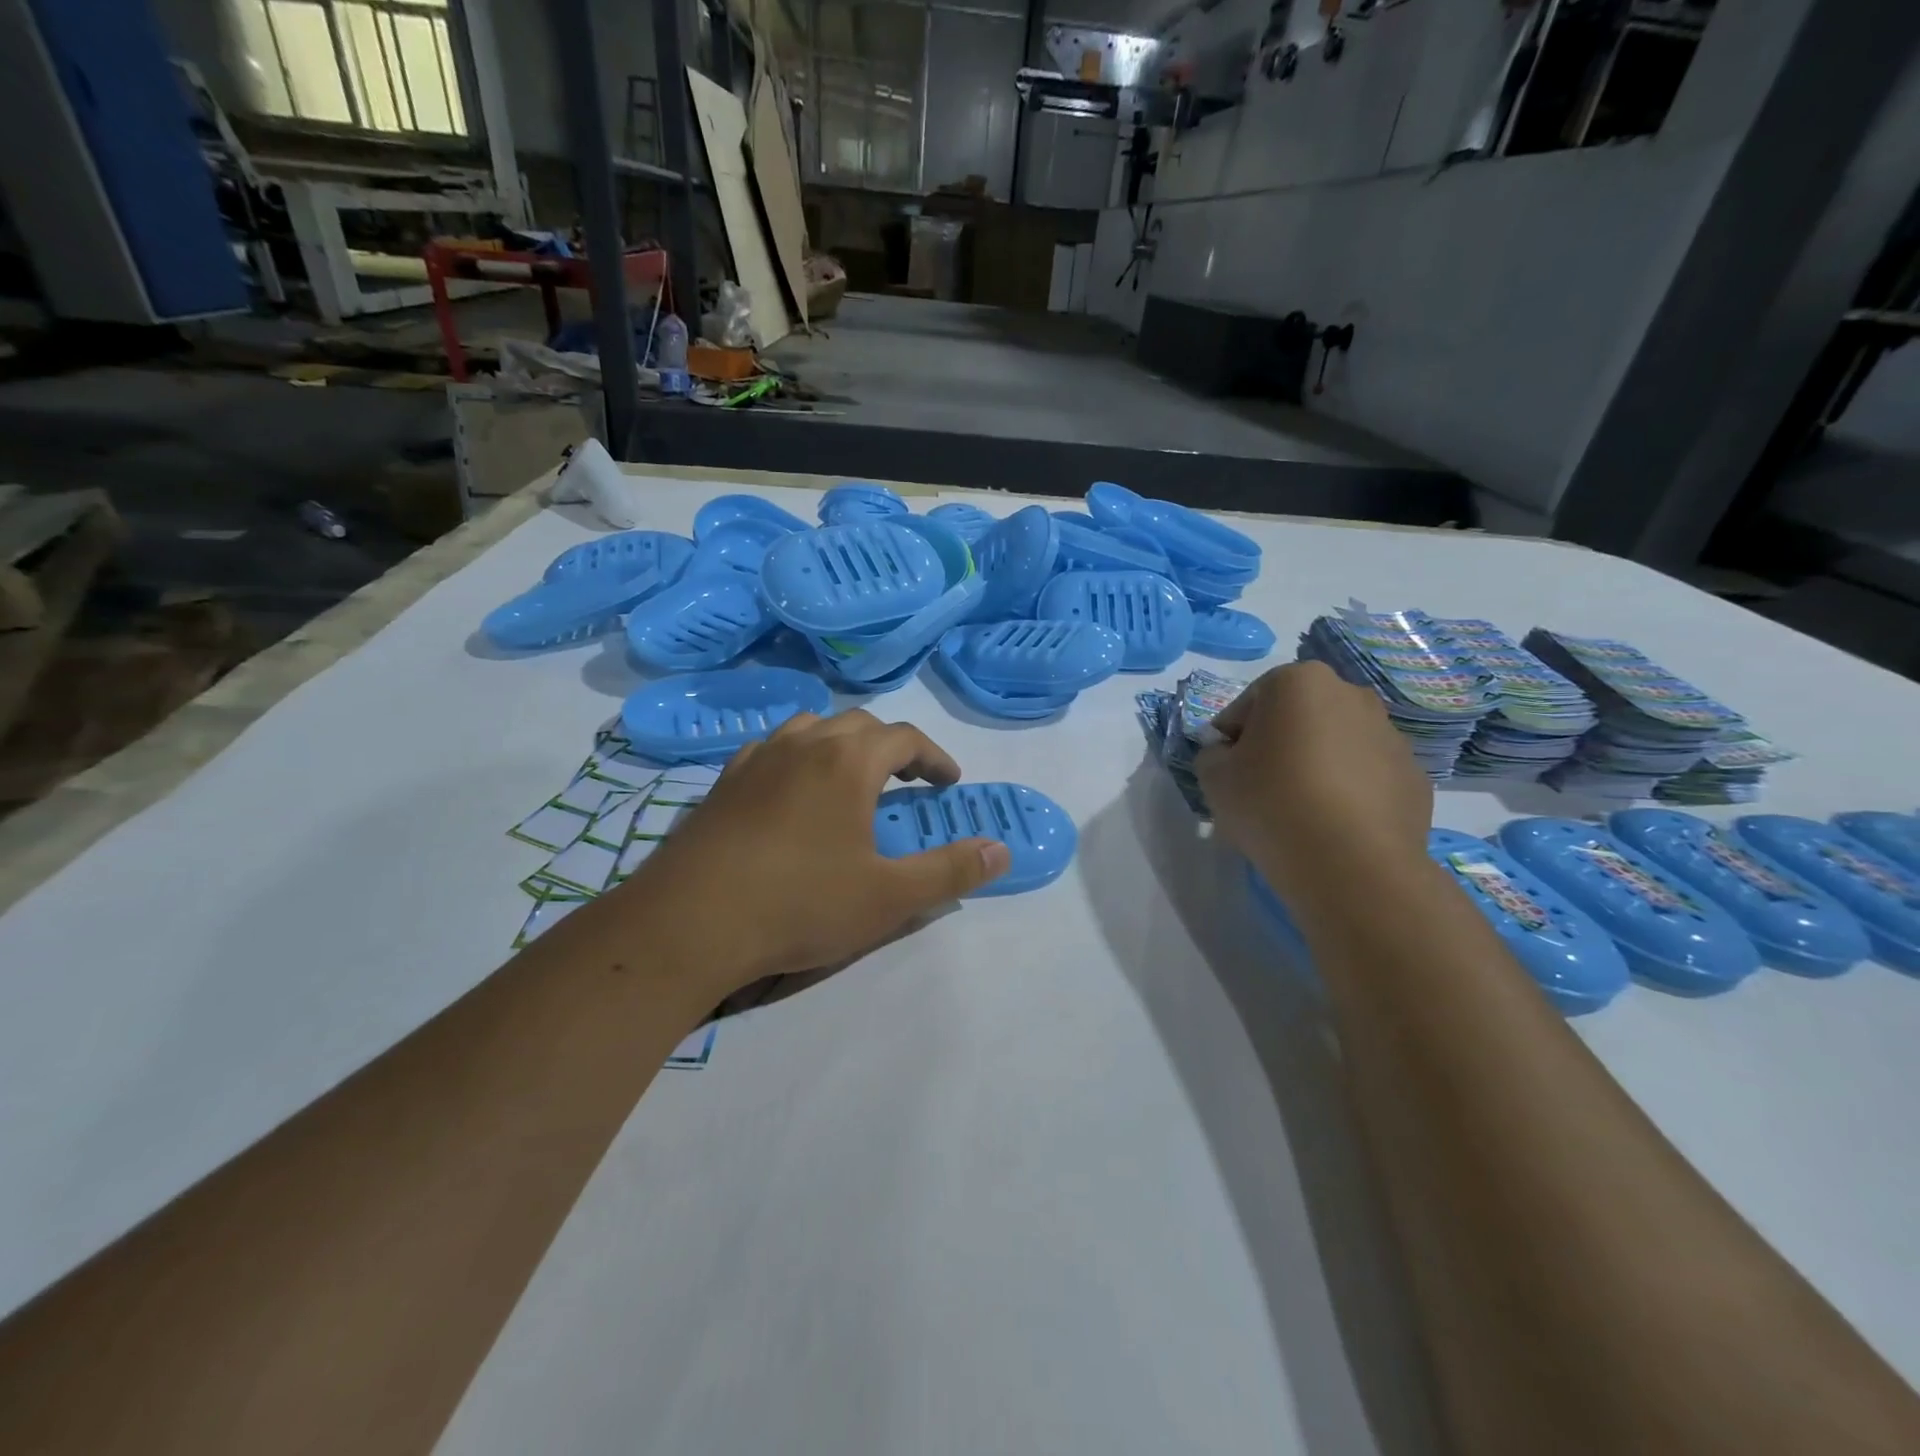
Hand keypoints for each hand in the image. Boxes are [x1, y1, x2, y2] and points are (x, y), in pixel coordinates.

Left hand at [610, 710, 1009, 994]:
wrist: (689, 923)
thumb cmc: (800, 904)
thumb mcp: (890, 897)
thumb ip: (951, 871)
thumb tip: (1002, 851)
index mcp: (848, 761)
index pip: (905, 737)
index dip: (934, 757)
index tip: (948, 783)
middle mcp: (803, 744)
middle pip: (859, 724)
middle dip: (891, 746)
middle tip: (908, 781)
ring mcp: (756, 758)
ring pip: (810, 728)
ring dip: (841, 745)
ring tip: (851, 780)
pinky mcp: (723, 782)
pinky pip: (772, 750)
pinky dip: (797, 758)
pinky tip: (792, 794)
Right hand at [1194, 661, 1431, 906]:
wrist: (1351, 864)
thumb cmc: (1271, 804)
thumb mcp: (1212, 776)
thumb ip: (1213, 754)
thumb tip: (1230, 756)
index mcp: (1298, 681)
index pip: (1246, 706)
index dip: (1230, 740)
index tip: (1227, 773)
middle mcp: (1351, 694)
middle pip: (1295, 718)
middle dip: (1277, 746)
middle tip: (1260, 790)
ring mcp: (1390, 734)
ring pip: (1334, 745)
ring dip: (1314, 766)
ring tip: (1299, 812)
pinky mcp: (1413, 776)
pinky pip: (1365, 776)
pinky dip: (1347, 792)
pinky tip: (1332, 825)